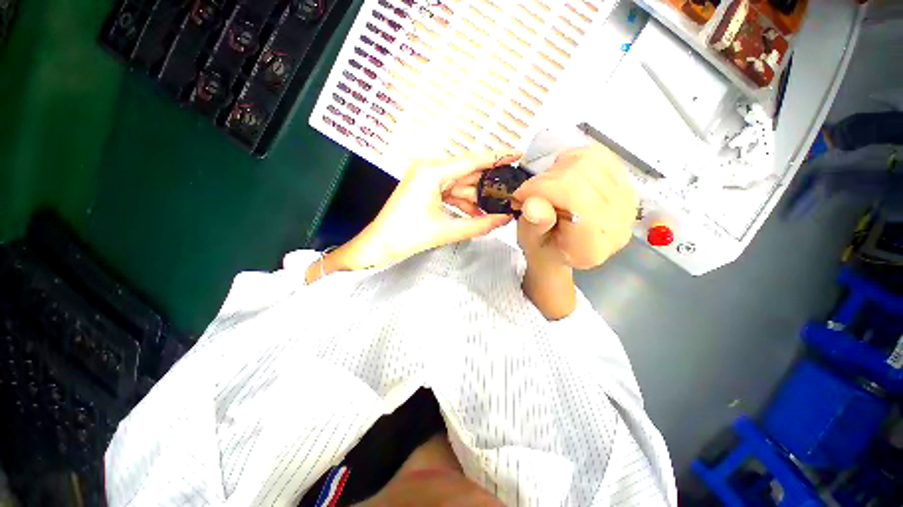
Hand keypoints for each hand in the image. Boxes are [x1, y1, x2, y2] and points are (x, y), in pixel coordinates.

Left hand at [328, 152, 519, 272]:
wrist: (380, 245)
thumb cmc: (406, 236)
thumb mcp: (446, 231)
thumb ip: (479, 225)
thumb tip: (503, 220)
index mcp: (431, 172)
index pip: (471, 161)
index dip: (496, 157)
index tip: (517, 154)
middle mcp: (428, 169)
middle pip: (466, 172)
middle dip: (487, 183)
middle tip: (510, 190)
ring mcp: (425, 178)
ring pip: (459, 183)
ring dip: (475, 196)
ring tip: (495, 207)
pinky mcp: (425, 188)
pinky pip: (450, 191)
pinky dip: (463, 201)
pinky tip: (476, 212)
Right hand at [515, 146, 636, 270]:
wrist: (563, 250)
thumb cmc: (543, 248)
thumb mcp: (530, 242)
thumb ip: (533, 224)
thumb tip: (533, 204)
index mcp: (591, 245)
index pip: (574, 199)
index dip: (543, 189)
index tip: (521, 196)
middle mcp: (617, 223)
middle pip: (580, 176)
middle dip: (545, 179)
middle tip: (531, 193)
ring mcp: (626, 202)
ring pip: (588, 161)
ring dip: (558, 169)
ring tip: (547, 188)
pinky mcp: (626, 184)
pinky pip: (598, 155)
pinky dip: (573, 161)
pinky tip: (564, 178)